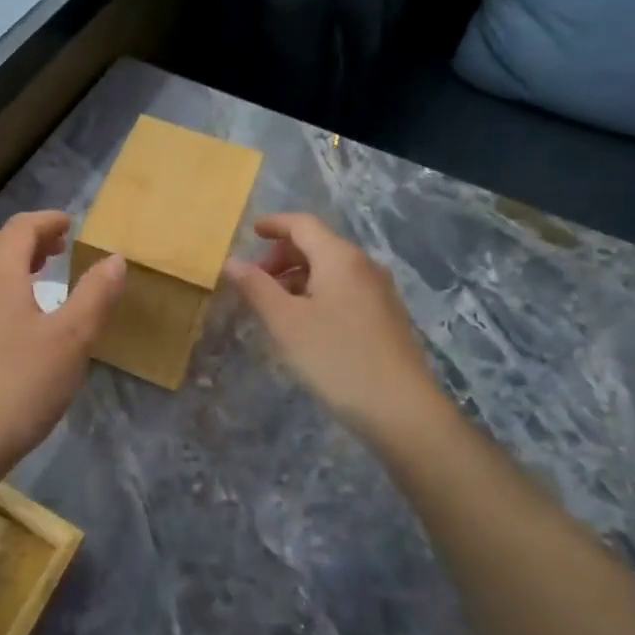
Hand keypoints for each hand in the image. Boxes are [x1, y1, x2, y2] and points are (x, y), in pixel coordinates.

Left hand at [0, 211, 126, 484]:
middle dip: (31, 239)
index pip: (20, 228)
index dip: (48, 220)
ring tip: (44, 278)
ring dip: (15, 265)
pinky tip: (21, 322)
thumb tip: (115, 258)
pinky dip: (3, 291)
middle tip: (61, 248)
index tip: (72, 224)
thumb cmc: (20, 385)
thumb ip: (95, 294)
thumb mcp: (71, 339)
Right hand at [223, 214, 455, 450]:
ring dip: (299, 277)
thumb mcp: (285, 322)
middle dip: (283, 256)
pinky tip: (305, 323)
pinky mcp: (386, 318)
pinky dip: (318, 293)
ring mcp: (380, 292)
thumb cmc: (335, 358)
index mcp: (340, 258)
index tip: (251, 232)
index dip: (275, 224)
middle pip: (318, 245)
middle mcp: (364, 266)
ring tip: (275, 305)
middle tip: (256, 281)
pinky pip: (345, 290)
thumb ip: (256, 287)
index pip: (303, 224)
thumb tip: (232, 261)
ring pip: (331, 270)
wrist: (401, 410)